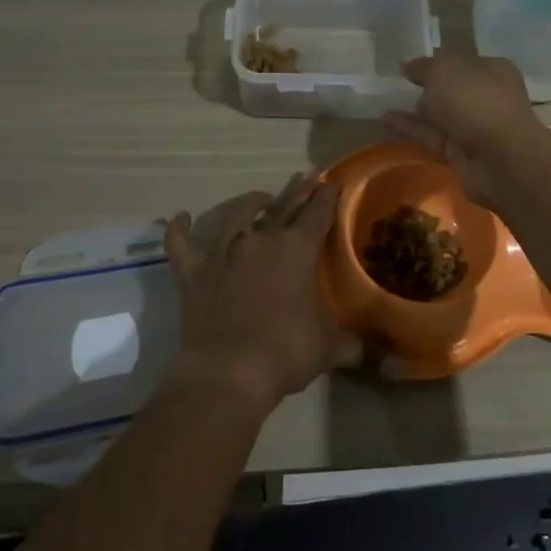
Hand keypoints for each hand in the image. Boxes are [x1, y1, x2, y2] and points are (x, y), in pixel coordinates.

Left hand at [163, 173, 358, 411]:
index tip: (333, 182)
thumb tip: (371, 354)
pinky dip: (179, 230)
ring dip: (249, 203)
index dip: (328, 196)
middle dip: (298, 191)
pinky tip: (180, 216)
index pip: (318, 213)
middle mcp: (261, 240)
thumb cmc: (286, 352)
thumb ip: (350, 344)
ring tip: (260, 198)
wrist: (228, 372)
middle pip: (283, 206)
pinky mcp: (194, 273)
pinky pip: (181, 245)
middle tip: (306, 177)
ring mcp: (224, 254)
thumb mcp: (329, 348)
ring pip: (236, 215)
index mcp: (298, 249)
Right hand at [382, 54, 550, 210]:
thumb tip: (408, 65)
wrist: (501, 159)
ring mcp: (475, 127)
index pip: (462, 61)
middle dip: (428, 87)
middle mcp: (487, 97)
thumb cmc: (477, 102)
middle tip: (395, 82)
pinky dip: (411, 129)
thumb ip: (424, 66)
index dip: (437, 60)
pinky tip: (385, 120)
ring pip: (441, 115)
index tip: (410, 64)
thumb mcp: (445, 71)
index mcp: (493, 70)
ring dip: (415, 110)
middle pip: (452, 89)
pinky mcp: (461, 154)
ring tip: (384, 101)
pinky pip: (432, 136)